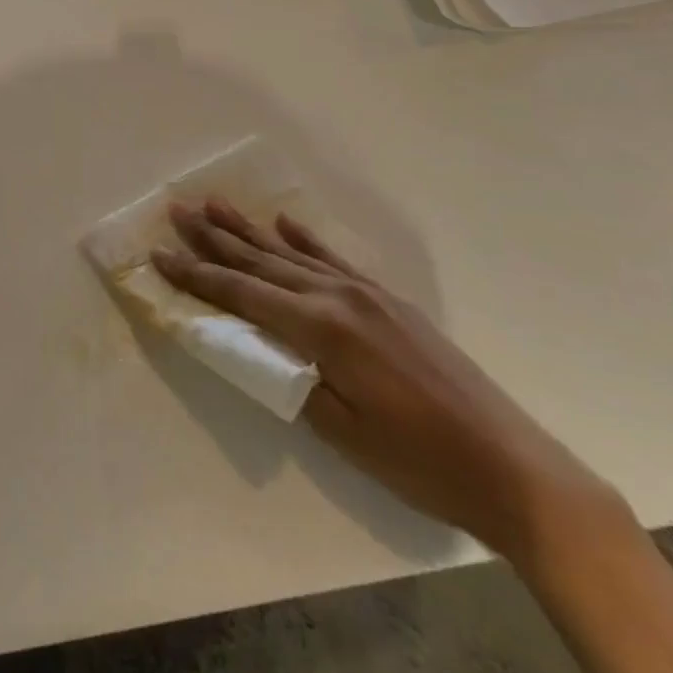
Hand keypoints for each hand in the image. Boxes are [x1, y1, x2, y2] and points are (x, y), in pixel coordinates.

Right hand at [155, 199, 623, 566]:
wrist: (512, 468)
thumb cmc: (419, 461)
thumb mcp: (341, 431)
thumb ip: (290, 378)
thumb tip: (254, 344)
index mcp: (322, 328)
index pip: (243, 294)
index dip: (197, 275)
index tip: (160, 253)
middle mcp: (339, 297)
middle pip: (262, 262)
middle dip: (214, 238)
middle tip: (178, 209)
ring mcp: (367, 295)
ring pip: (292, 255)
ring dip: (250, 231)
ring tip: (215, 204)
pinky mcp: (389, 302)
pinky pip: (334, 261)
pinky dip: (304, 241)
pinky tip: (285, 223)